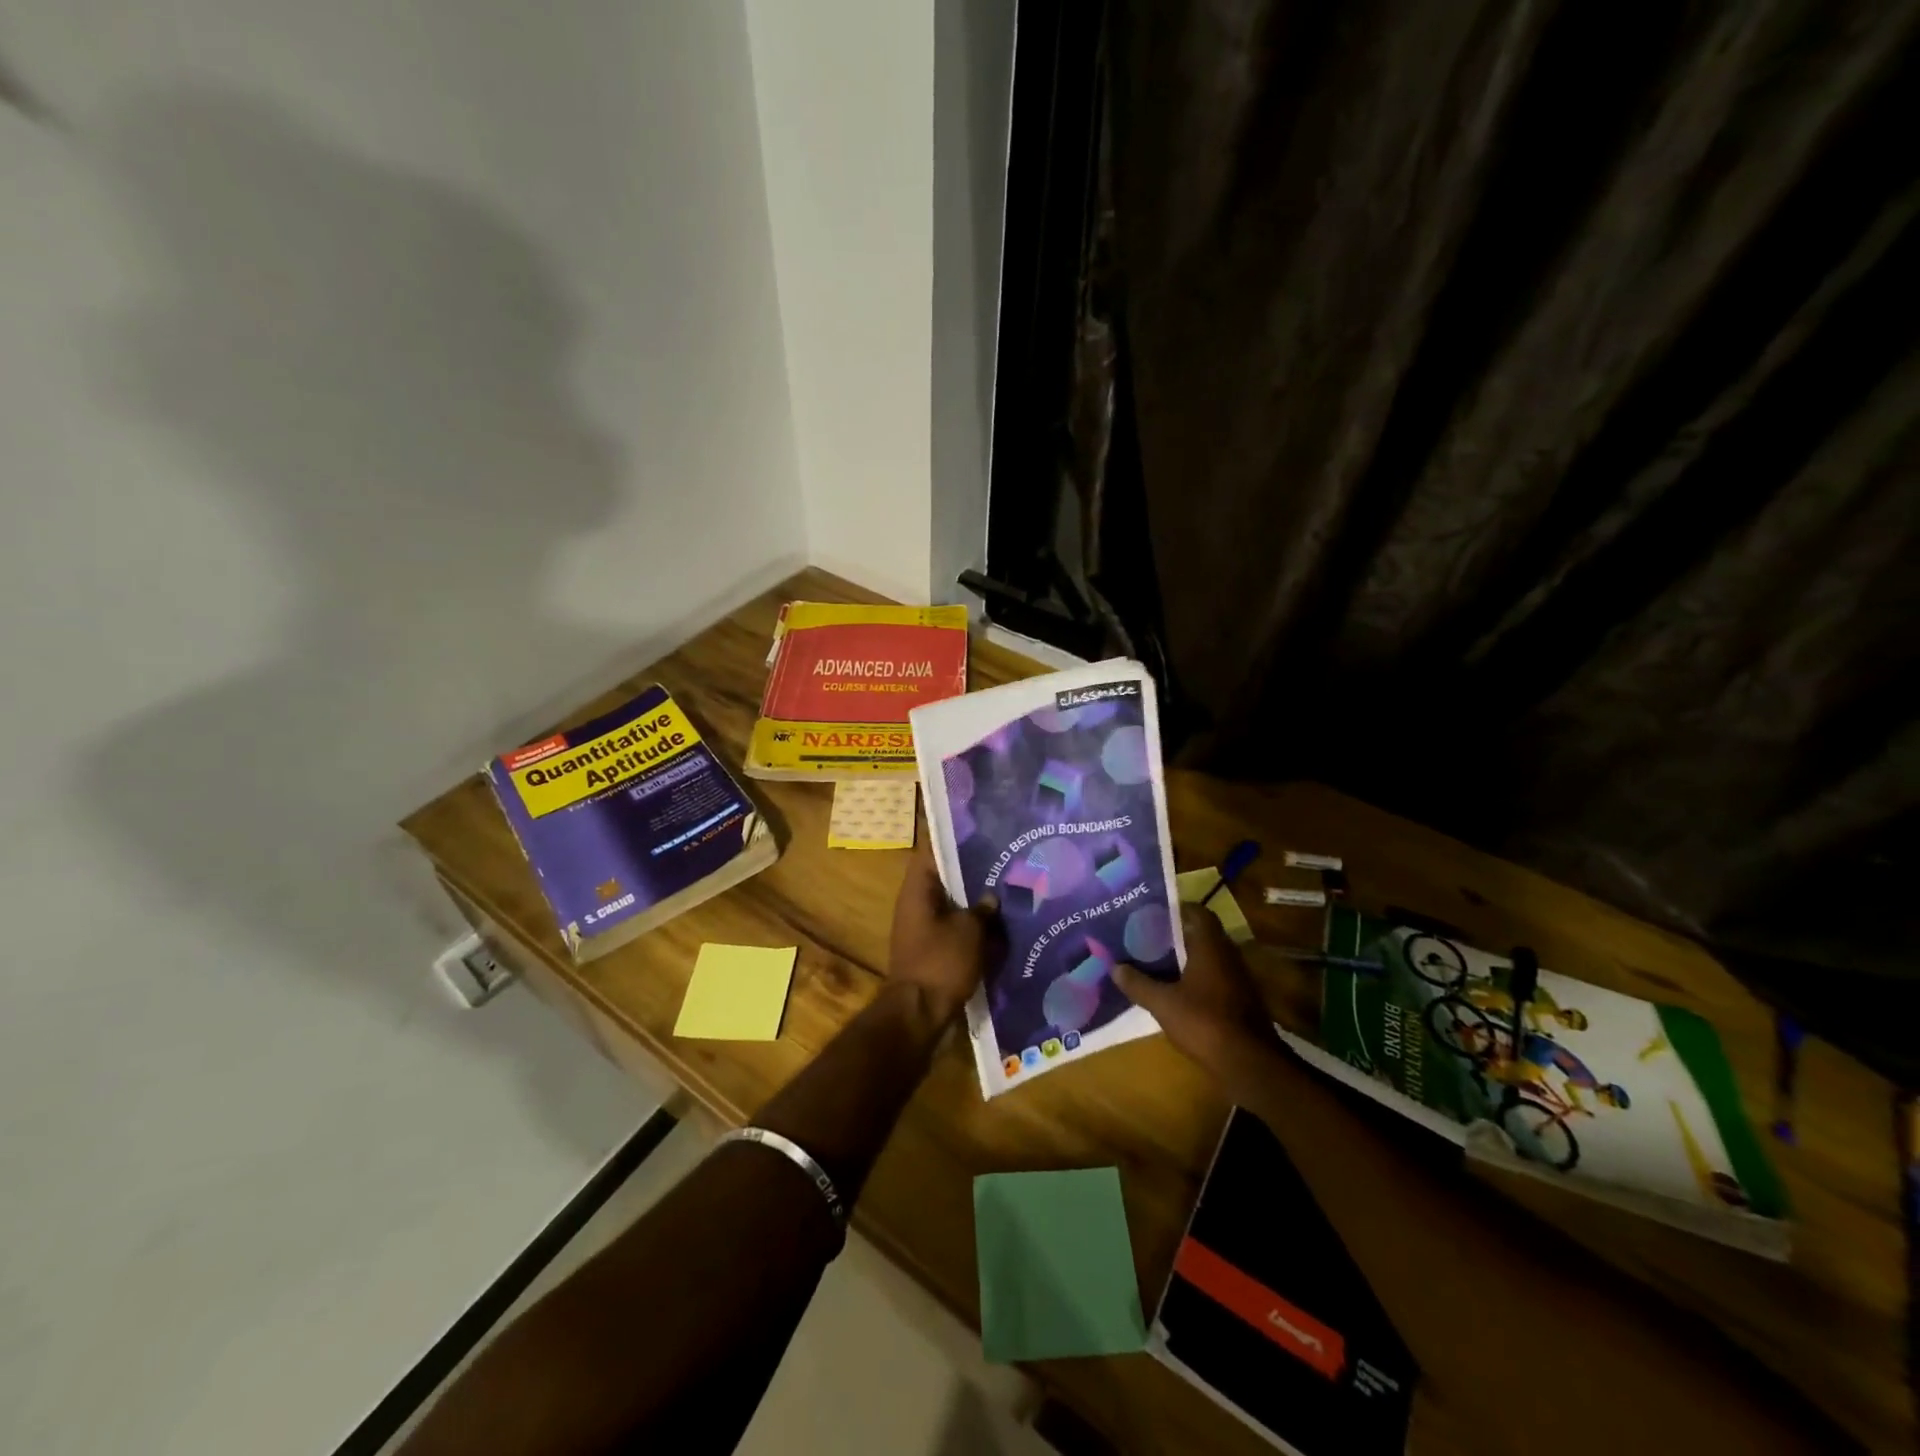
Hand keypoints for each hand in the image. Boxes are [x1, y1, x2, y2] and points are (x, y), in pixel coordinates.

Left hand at [887, 827, 1004, 1026]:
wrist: (919, 1014)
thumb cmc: (940, 963)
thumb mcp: (969, 931)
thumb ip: (982, 908)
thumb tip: (991, 896)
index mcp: (918, 889)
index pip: (933, 850)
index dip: (954, 837)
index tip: (981, 828)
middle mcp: (916, 903)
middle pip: (944, 876)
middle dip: (972, 869)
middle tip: (1004, 856)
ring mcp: (922, 927)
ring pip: (952, 902)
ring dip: (975, 898)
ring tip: (1009, 886)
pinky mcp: (932, 949)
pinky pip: (954, 926)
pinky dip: (973, 923)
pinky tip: (1000, 921)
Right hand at [1113, 904, 1282, 1069]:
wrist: (1250, 1064)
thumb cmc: (1205, 1023)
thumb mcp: (1163, 1004)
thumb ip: (1138, 984)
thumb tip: (1114, 967)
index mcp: (1211, 946)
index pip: (1197, 912)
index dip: (1175, 909)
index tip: (1151, 913)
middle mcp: (1227, 955)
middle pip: (1200, 934)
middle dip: (1174, 934)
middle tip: (1144, 937)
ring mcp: (1237, 978)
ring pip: (1207, 957)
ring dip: (1184, 958)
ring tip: (1153, 962)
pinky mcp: (1240, 1000)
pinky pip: (1213, 977)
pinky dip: (1195, 978)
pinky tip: (1174, 990)